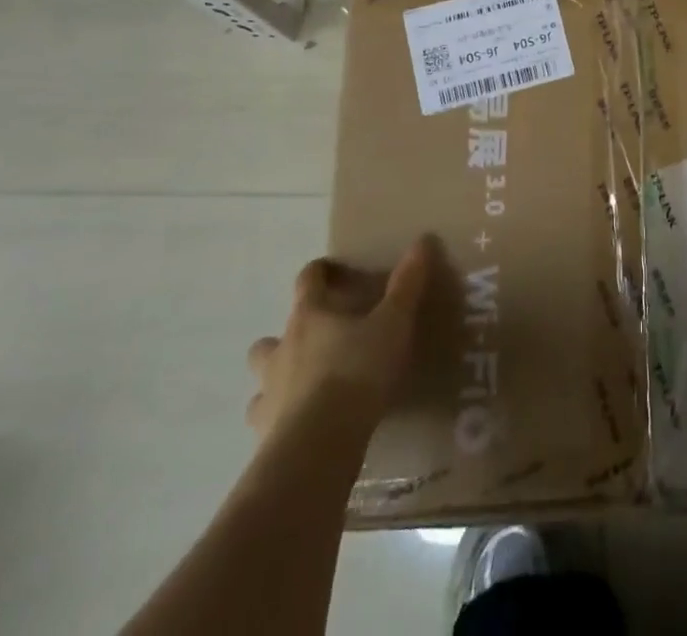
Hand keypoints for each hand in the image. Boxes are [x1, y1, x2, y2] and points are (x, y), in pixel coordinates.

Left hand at [247, 236, 434, 443]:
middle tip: (318, 340)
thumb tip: (423, 240)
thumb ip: (406, 285)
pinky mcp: (263, 434)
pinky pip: (266, 421)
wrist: (318, 445)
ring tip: (306, 387)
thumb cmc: (356, 372)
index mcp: (309, 316)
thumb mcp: (392, 324)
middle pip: (271, 336)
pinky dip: (279, 420)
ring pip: (263, 379)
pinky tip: (301, 426)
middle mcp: (281, 350)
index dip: (319, 272)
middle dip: (288, 336)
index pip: (307, 281)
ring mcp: (268, 394)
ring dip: (278, 379)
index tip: (333, 271)